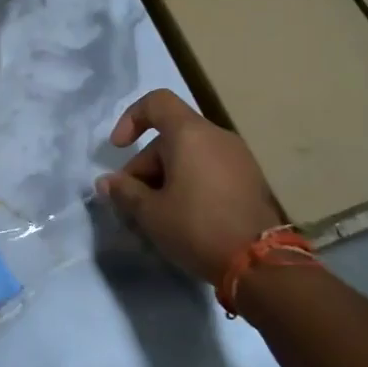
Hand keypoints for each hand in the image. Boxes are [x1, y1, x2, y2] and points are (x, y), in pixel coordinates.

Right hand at [95, 89, 283, 287]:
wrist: (261, 264)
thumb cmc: (197, 227)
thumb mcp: (150, 212)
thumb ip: (124, 191)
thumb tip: (106, 182)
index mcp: (190, 134)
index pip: (156, 102)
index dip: (130, 118)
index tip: (119, 148)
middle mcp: (217, 137)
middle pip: (170, 136)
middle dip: (145, 164)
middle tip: (133, 200)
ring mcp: (238, 158)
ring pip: (190, 154)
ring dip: (166, 176)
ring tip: (156, 212)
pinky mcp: (250, 180)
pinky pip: (209, 168)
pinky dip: (189, 182)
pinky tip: (182, 216)